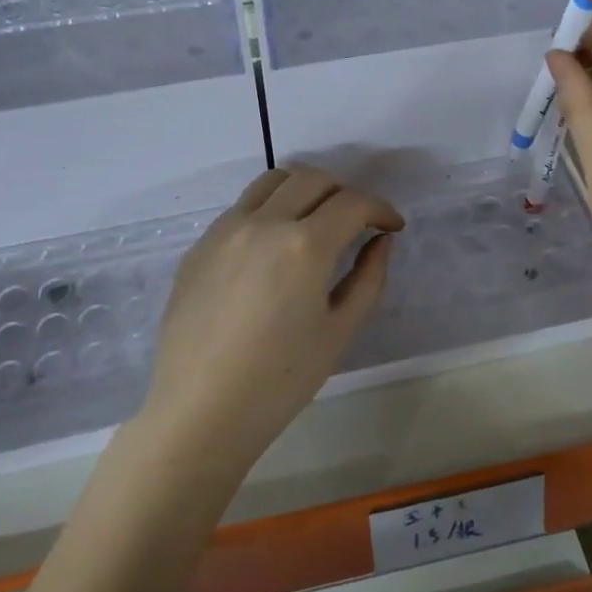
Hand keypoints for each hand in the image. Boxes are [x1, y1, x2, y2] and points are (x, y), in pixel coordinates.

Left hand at [140, 165, 403, 476]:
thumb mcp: (339, 331)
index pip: (352, 203)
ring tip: (315, 221)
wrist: (200, 412)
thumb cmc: (280, 381)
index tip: (391, 226)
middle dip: (345, 193)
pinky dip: (269, 210)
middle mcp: (263, 222)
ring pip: (272, 182)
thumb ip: (368, 277)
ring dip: (304, 190)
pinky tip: (273, 249)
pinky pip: (241, 208)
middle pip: (312, 179)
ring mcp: (225, 230)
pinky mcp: (200, 245)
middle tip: (357, 223)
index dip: (380, 209)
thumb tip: (381, 241)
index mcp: (304, 245)